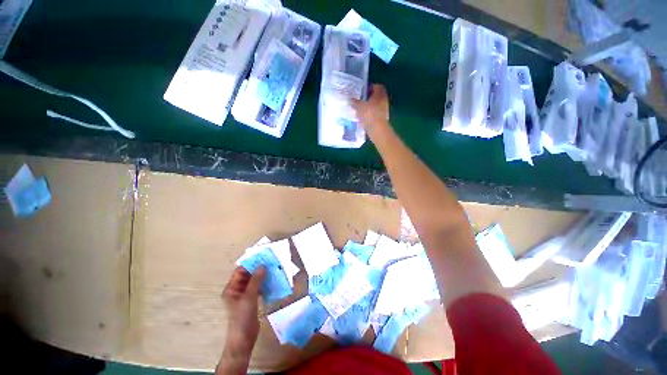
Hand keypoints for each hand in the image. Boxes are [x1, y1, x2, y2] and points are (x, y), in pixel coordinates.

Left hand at [219, 266, 264, 367]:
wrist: (244, 339)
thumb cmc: (242, 318)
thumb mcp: (249, 297)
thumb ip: (255, 281)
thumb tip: (262, 266)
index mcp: (232, 288)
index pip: (240, 271)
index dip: (251, 263)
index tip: (263, 256)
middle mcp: (237, 290)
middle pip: (248, 275)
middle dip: (259, 268)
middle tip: (271, 262)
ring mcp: (245, 295)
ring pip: (255, 281)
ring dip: (263, 276)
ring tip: (274, 269)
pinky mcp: (252, 300)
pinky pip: (259, 288)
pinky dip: (265, 284)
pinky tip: (274, 280)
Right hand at [351, 84, 390, 137]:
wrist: (377, 130)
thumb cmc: (370, 115)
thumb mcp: (359, 106)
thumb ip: (355, 102)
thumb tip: (350, 99)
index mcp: (380, 95)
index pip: (377, 87)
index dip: (370, 87)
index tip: (363, 90)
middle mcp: (383, 102)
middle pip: (375, 97)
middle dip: (368, 98)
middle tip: (359, 99)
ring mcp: (383, 111)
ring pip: (374, 106)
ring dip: (367, 107)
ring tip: (358, 109)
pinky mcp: (380, 120)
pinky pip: (373, 115)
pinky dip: (368, 115)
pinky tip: (361, 118)